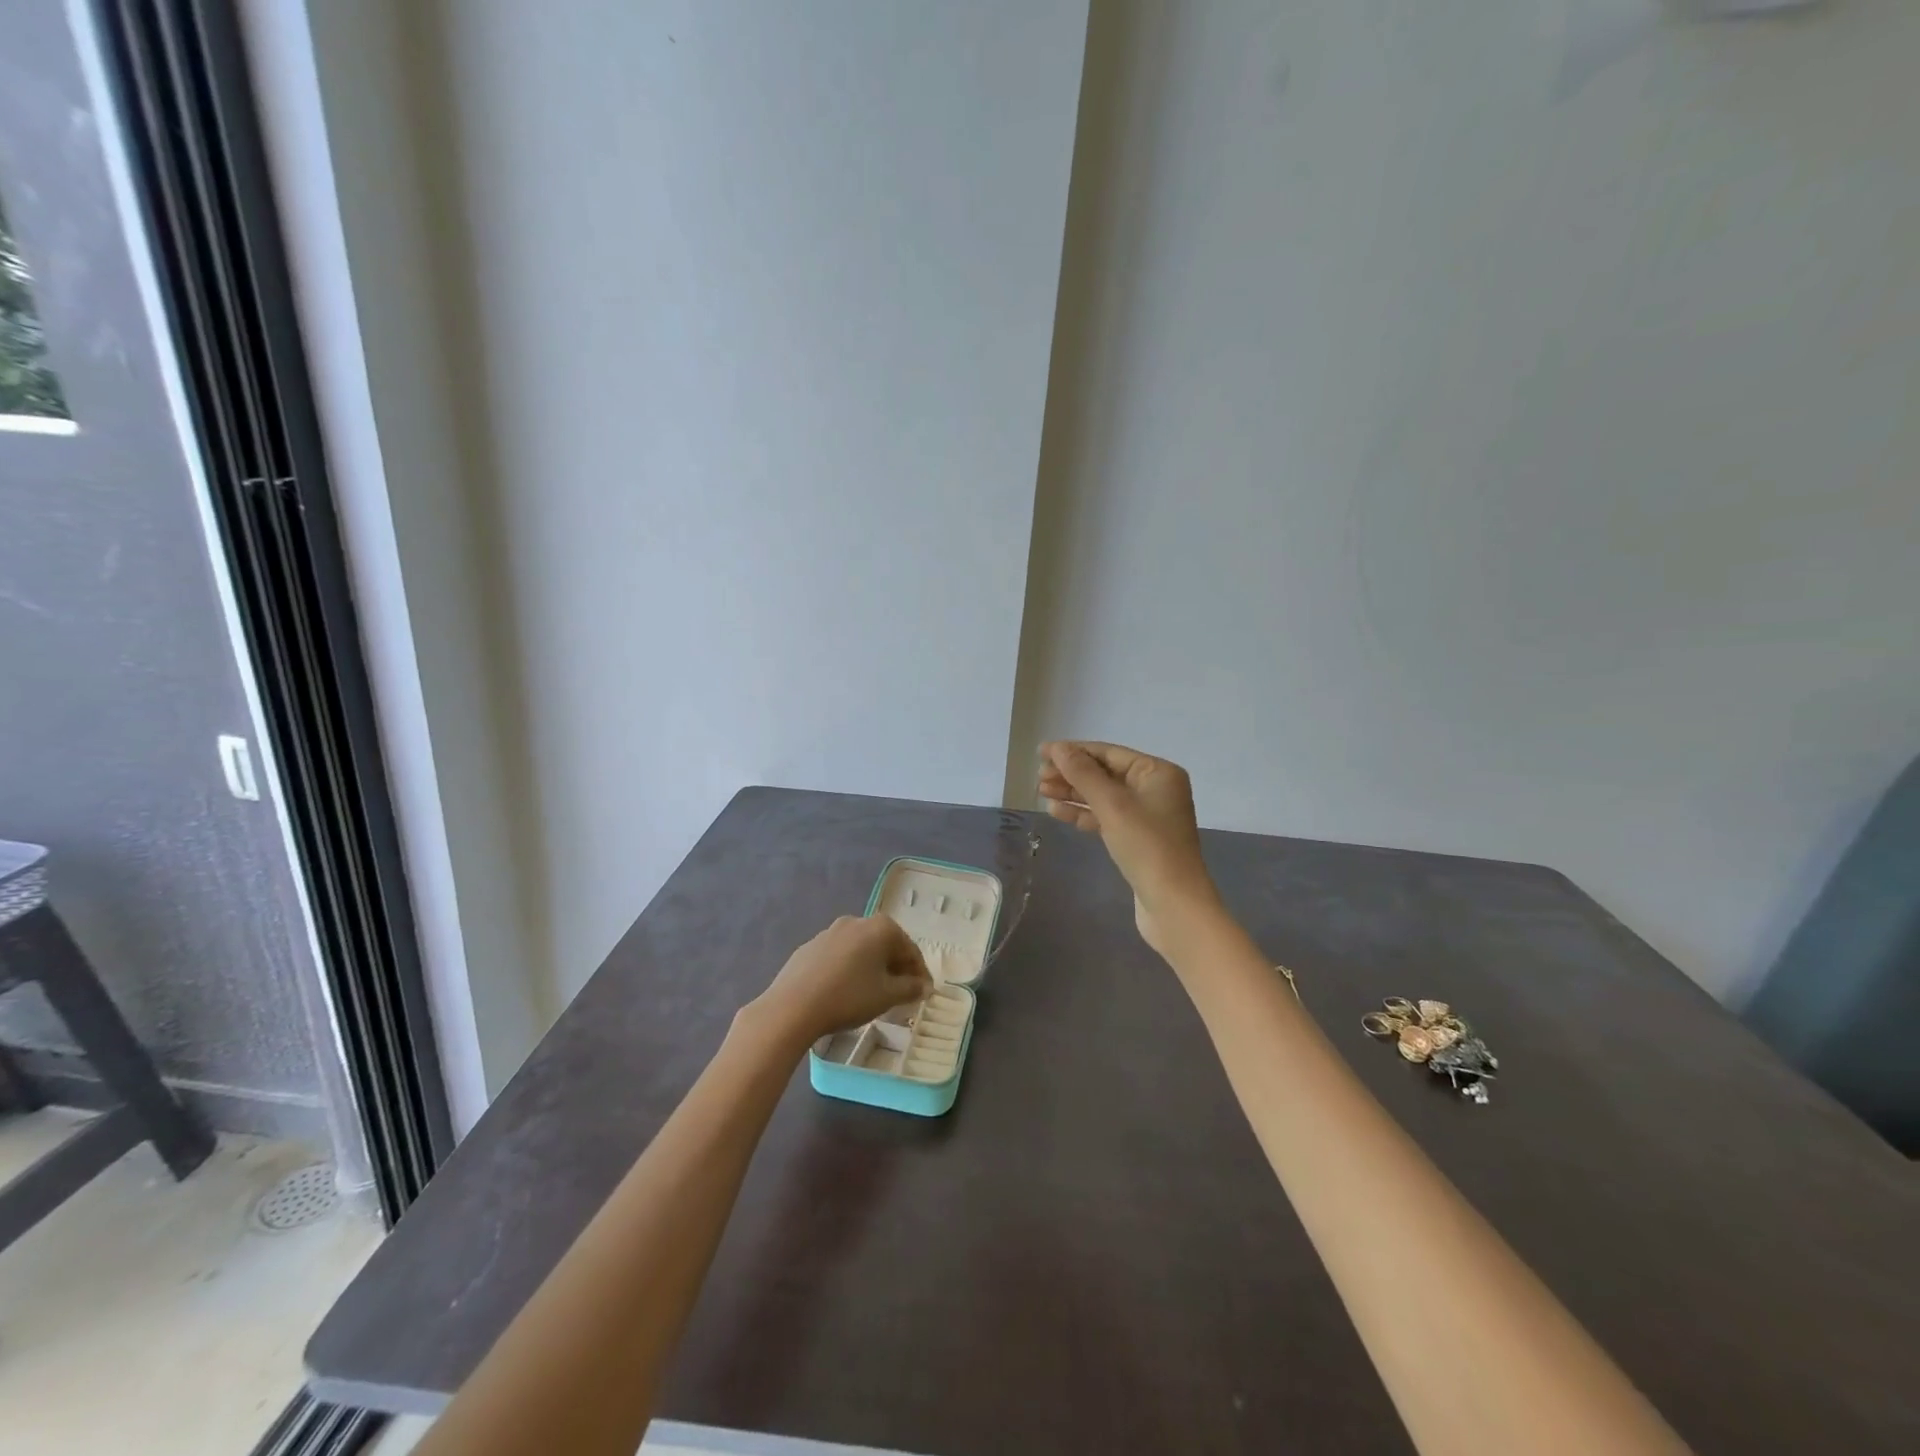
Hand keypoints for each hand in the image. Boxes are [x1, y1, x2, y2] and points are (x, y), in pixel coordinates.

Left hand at [746, 915, 932, 1050]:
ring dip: (871, 968)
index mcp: (881, 928)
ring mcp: (830, 932)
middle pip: (885, 945)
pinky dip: (848, 969)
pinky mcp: (810, 946)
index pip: (910, 950)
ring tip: (873, 993)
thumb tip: (924, 986)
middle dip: (896, 968)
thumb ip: (910, 988)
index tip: (924, 993)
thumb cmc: (849, 997)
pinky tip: (844, 990)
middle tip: (902, 994)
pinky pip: (839, 956)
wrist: (793, 1006)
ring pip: (860, 949)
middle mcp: (857, 921)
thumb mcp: (887, 996)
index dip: (920, 973)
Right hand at [1038, 740, 1222, 954]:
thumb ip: (1083, 774)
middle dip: (1070, 773)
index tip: (1041, 752)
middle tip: (1038, 777)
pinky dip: (1082, 814)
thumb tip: (1058, 748)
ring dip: (1072, 793)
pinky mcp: (1137, 839)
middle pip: (1104, 773)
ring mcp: (1146, 816)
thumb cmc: (1147, 846)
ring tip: (1041, 792)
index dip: (1073, 751)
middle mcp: (1154, 789)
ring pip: (1102, 796)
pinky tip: (1056, 811)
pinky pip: (1105, 817)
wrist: (1173, 904)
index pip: (1108, 753)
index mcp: (1157, 772)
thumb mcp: (1112, 805)